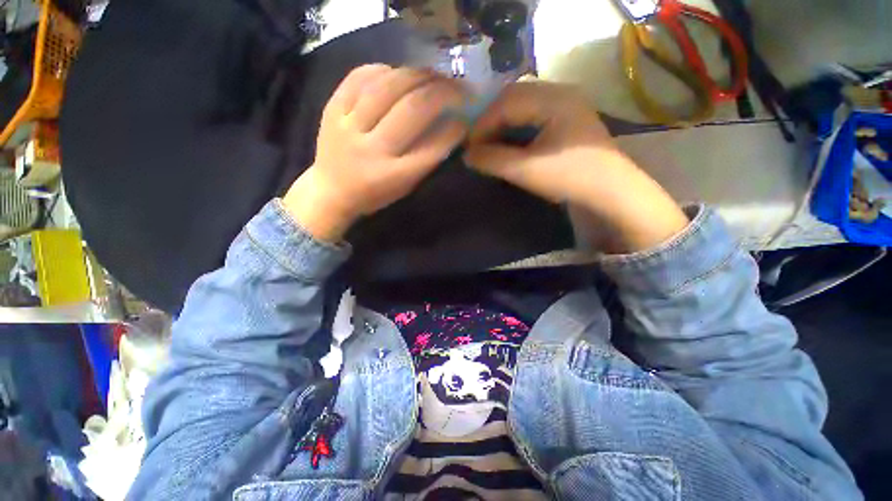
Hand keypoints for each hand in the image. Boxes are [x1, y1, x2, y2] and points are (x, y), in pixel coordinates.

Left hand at [283, 65, 468, 241]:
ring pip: (387, 87)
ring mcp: (348, 126)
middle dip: (441, 92)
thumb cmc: (374, 194)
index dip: (454, 130)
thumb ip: (426, 160)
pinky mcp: (331, 109)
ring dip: (417, 75)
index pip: (432, 148)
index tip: (466, 119)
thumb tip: (449, 125)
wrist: (330, 191)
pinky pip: (359, 77)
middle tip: (457, 87)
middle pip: (411, 109)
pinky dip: (384, 70)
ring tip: (434, 74)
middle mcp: (371, 149)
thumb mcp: (405, 187)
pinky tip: (398, 72)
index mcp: (392, 176)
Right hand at [464, 80, 688, 252]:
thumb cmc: (570, 178)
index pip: (507, 101)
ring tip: (489, 144)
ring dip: (503, 124)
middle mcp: (561, 92)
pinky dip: (516, 128)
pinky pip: (533, 115)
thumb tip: (467, 155)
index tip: (468, 145)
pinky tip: (509, 142)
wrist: (612, 192)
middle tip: (477, 143)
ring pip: (523, 105)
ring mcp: (566, 104)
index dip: (483, 122)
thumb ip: (493, 160)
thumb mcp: (526, 171)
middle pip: (514, 98)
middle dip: (491, 121)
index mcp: (554, 99)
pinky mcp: (567, 118)